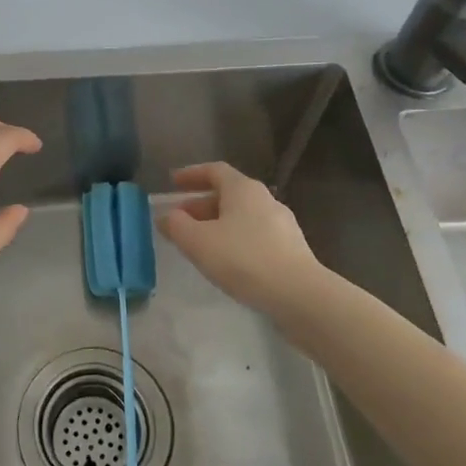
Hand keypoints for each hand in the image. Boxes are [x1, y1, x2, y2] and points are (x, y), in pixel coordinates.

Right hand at [159, 161, 324, 314]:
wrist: (299, 295)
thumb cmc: (243, 259)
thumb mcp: (198, 242)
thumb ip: (177, 226)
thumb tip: (166, 216)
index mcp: (243, 189)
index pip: (214, 171)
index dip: (191, 174)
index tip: (173, 182)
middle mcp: (265, 199)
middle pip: (228, 194)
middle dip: (200, 204)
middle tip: (180, 219)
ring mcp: (282, 224)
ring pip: (242, 216)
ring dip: (217, 224)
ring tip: (199, 244)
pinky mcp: (291, 249)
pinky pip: (255, 236)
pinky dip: (235, 240)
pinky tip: (226, 261)